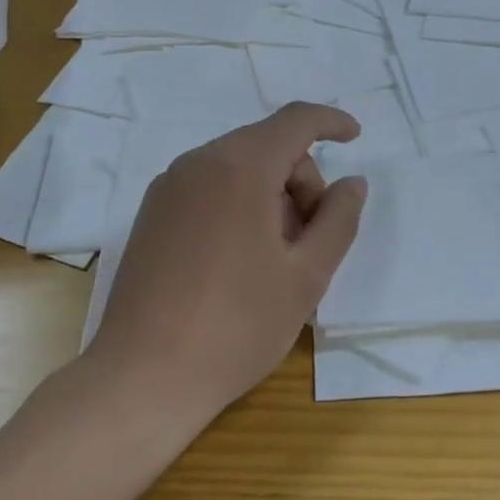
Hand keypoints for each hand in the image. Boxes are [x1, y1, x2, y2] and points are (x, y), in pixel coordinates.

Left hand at [88, 102, 368, 422]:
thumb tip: (352, 182)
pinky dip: (238, 204)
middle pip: (267, 146)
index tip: (356, 137)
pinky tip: (240, 261)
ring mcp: (168, 188)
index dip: (331, 122)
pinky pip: (209, 188)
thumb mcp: (306, 276)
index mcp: (239, 168)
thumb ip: (338, 219)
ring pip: (237, 168)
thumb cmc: (237, 326)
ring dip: (271, 196)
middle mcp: (198, 163)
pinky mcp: (151, 214)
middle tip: (311, 241)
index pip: (295, 121)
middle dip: (301, 180)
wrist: (143, 378)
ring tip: (275, 260)